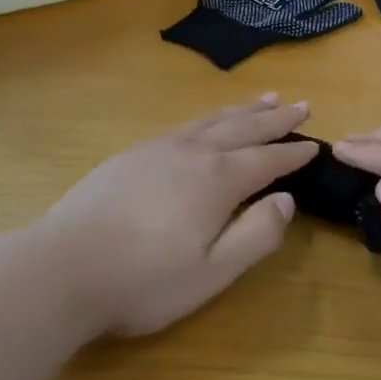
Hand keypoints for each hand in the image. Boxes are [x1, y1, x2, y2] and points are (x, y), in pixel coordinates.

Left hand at [38, 95, 316, 337]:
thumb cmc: (144, 280)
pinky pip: (182, 126)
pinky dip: (206, 119)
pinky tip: (204, 125)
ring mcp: (156, 149)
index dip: (292, 153)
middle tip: (299, 104)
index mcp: (216, 180)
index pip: (265, 160)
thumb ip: (255, 235)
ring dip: (240, 111)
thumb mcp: (212, 272)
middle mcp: (190, 153)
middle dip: (273, 119)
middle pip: (241, 128)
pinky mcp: (130, 155)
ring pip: (210, 121)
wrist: (64, 267)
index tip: (316, 143)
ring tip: (263, 99)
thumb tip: (285, 200)